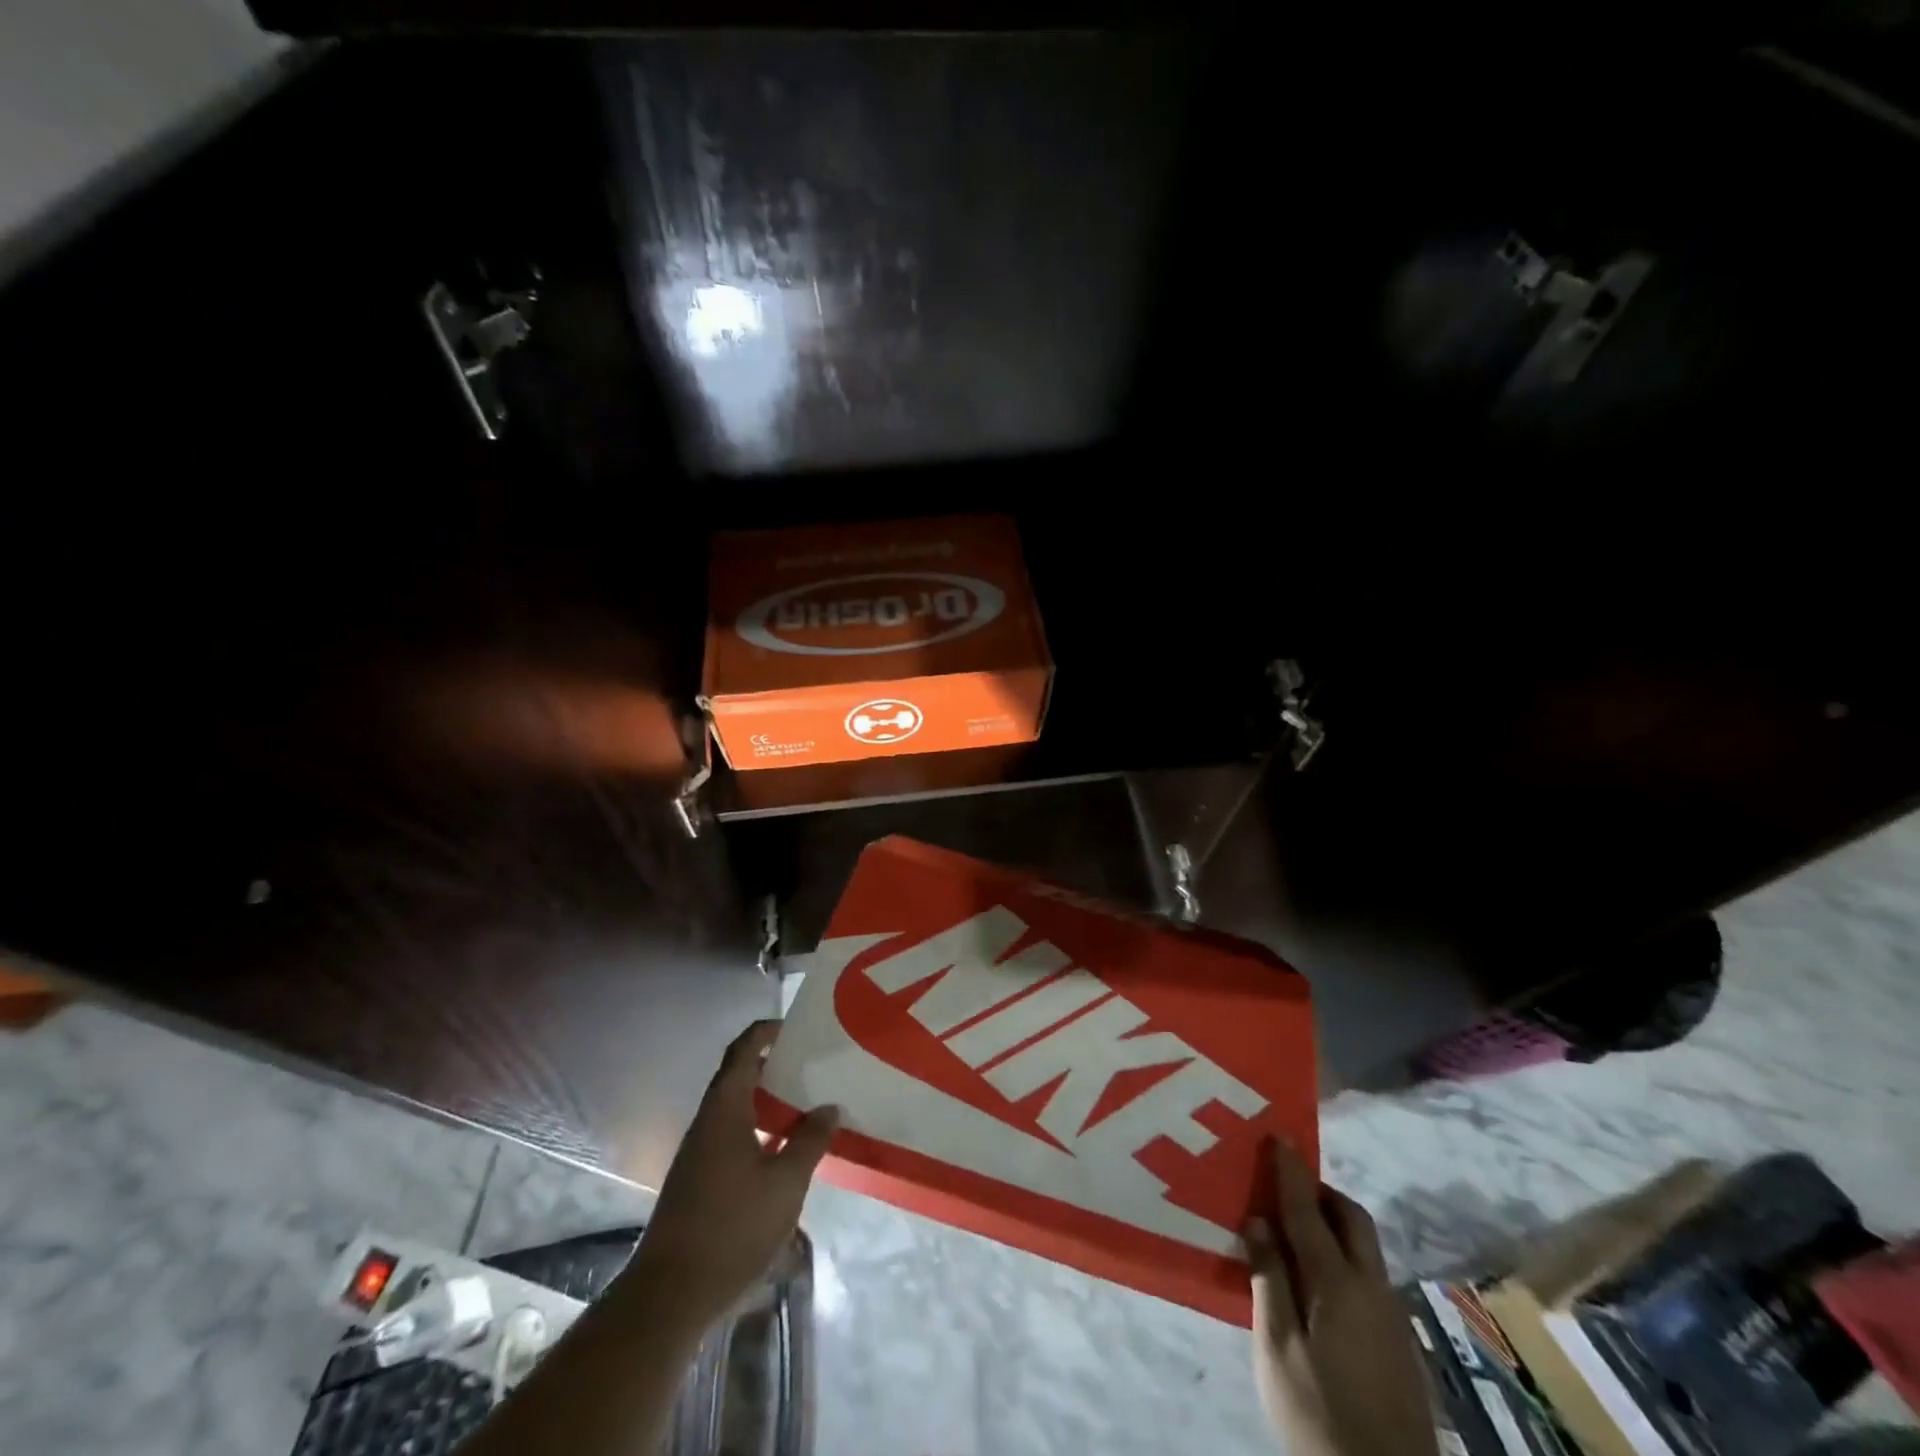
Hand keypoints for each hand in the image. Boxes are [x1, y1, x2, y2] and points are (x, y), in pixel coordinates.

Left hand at [628, 1020, 839, 1331]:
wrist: (670, 1294)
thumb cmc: (733, 1226)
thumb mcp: (786, 1182)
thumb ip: (810, 1141)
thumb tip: (830, 1107)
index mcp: (724, 1110)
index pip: (742, 1051)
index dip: (765, 1032)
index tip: (794, 1025)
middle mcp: (707, 1122)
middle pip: (738, 1077)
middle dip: (771, 1065)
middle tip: (809, 1063)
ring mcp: (698, 1153)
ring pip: (735, 1109)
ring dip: (766, 1100)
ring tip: (805, 1101)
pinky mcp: (698, 1180)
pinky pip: (731, 1135)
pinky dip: (758, 1128)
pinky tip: (783, 1149)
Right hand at [1244, 1143, 1437, 1455]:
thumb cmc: (1319, 1415)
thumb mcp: (1277, 1349)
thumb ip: (1269, 1280)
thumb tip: (1259, 1222)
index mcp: (1338, 1283)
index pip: (1308, 1210)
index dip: (1291, 1172)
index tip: (1279, 1136)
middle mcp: (1372, 1287)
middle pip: (1351, 1218)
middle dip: (1320, 1191)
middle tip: (1284, 1185)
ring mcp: (1391, 1316)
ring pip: (1363, 1247)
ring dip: (1331, 1224)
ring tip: (1293, 1230)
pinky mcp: (1398, 1343)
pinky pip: (1366, 1275)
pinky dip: (1340, 1256)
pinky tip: (1316, 1283)